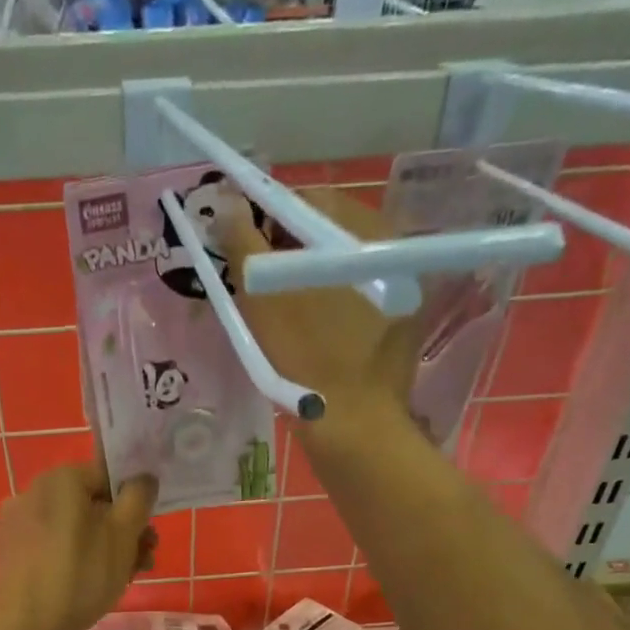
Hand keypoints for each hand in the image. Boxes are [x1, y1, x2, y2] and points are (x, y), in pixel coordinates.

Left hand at [0, 462, 157, 629]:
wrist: (24, 628)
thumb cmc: (79, 576)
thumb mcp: (123, 535)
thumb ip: (139, 498)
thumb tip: (143, 478)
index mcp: (60, 478)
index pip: (110, 477)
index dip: (135, 504)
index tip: (148, 535)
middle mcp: (34, 491)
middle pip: (93, 504)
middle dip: (123, 531)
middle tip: (143, 562)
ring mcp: (19, 523)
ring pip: (75, 528)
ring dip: (105, 548)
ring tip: (124, 579)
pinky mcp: (13, 552)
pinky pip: (55, 546)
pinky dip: (77, 559)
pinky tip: (90, 586)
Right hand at [216, 187, 425, 429]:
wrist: (352, 426)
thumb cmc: (306, 356)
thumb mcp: (263, 295)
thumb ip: (242, 241)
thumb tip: (228, 204)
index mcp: (364, 230)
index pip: (305, 202)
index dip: (264, 219)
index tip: (240, 251)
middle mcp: (392, 249)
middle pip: (324, 234)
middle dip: (284, 251)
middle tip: (254, 285)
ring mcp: (400, 288)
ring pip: (336, 267)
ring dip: (302, 279)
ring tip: (276, 312)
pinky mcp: (397, 323)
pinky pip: (352, 296)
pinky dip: (325, 303)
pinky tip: (306, 332)